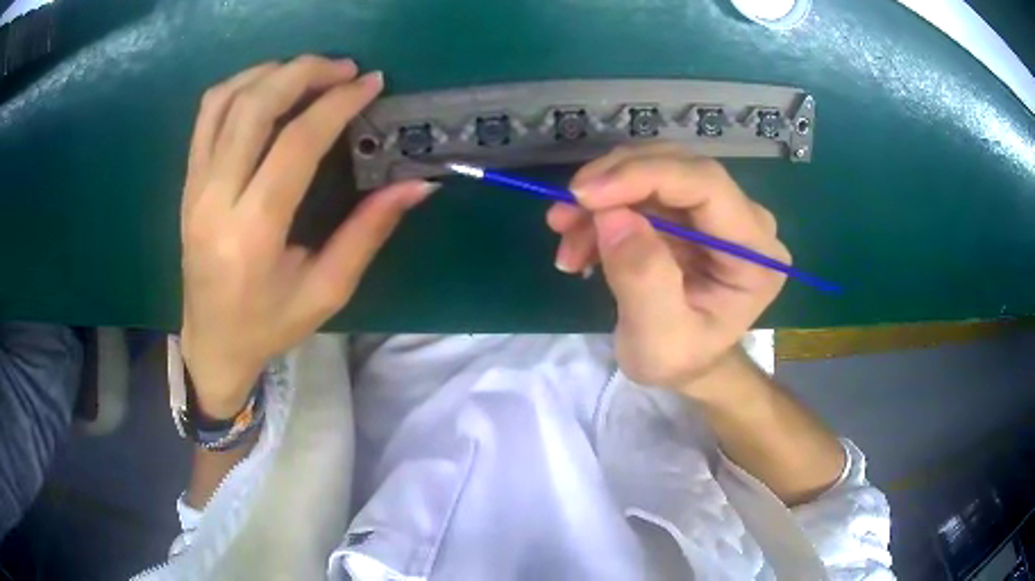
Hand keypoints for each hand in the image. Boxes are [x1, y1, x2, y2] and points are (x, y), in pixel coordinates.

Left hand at [180, 56, 435, 417]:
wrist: (212, 342)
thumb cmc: (270, 325)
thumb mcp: (327, 290)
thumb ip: (369, 232)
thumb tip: (418, 185)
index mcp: (253, 234)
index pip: (295, 144)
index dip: (336, 104)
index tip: (369, 82)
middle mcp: (215, 200)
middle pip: (254, 107)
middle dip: (303, 72)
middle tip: (343, 68)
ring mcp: (194, 187)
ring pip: (225, 101)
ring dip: (270, 72)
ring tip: (308, 71)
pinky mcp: (187, 182)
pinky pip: (207, 115)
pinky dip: (240, 86)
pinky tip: (268, 86)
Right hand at [546, 143, 788, 398]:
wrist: (686, 364)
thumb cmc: (680, 360)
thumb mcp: (658, 340)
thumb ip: (643, 280)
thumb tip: (612, 215)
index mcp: (756, 254)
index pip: (707, 184)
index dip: (644, 176)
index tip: (583, 194)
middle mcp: (745, 219)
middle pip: (678, 167)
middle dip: (614, 183)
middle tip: (563, 213)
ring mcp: (718, 210)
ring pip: (654, 171)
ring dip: (601, 197)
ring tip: (565, 235)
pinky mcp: (691, 210)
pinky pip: (642, 188)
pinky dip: (603, 207)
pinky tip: (579, 239)